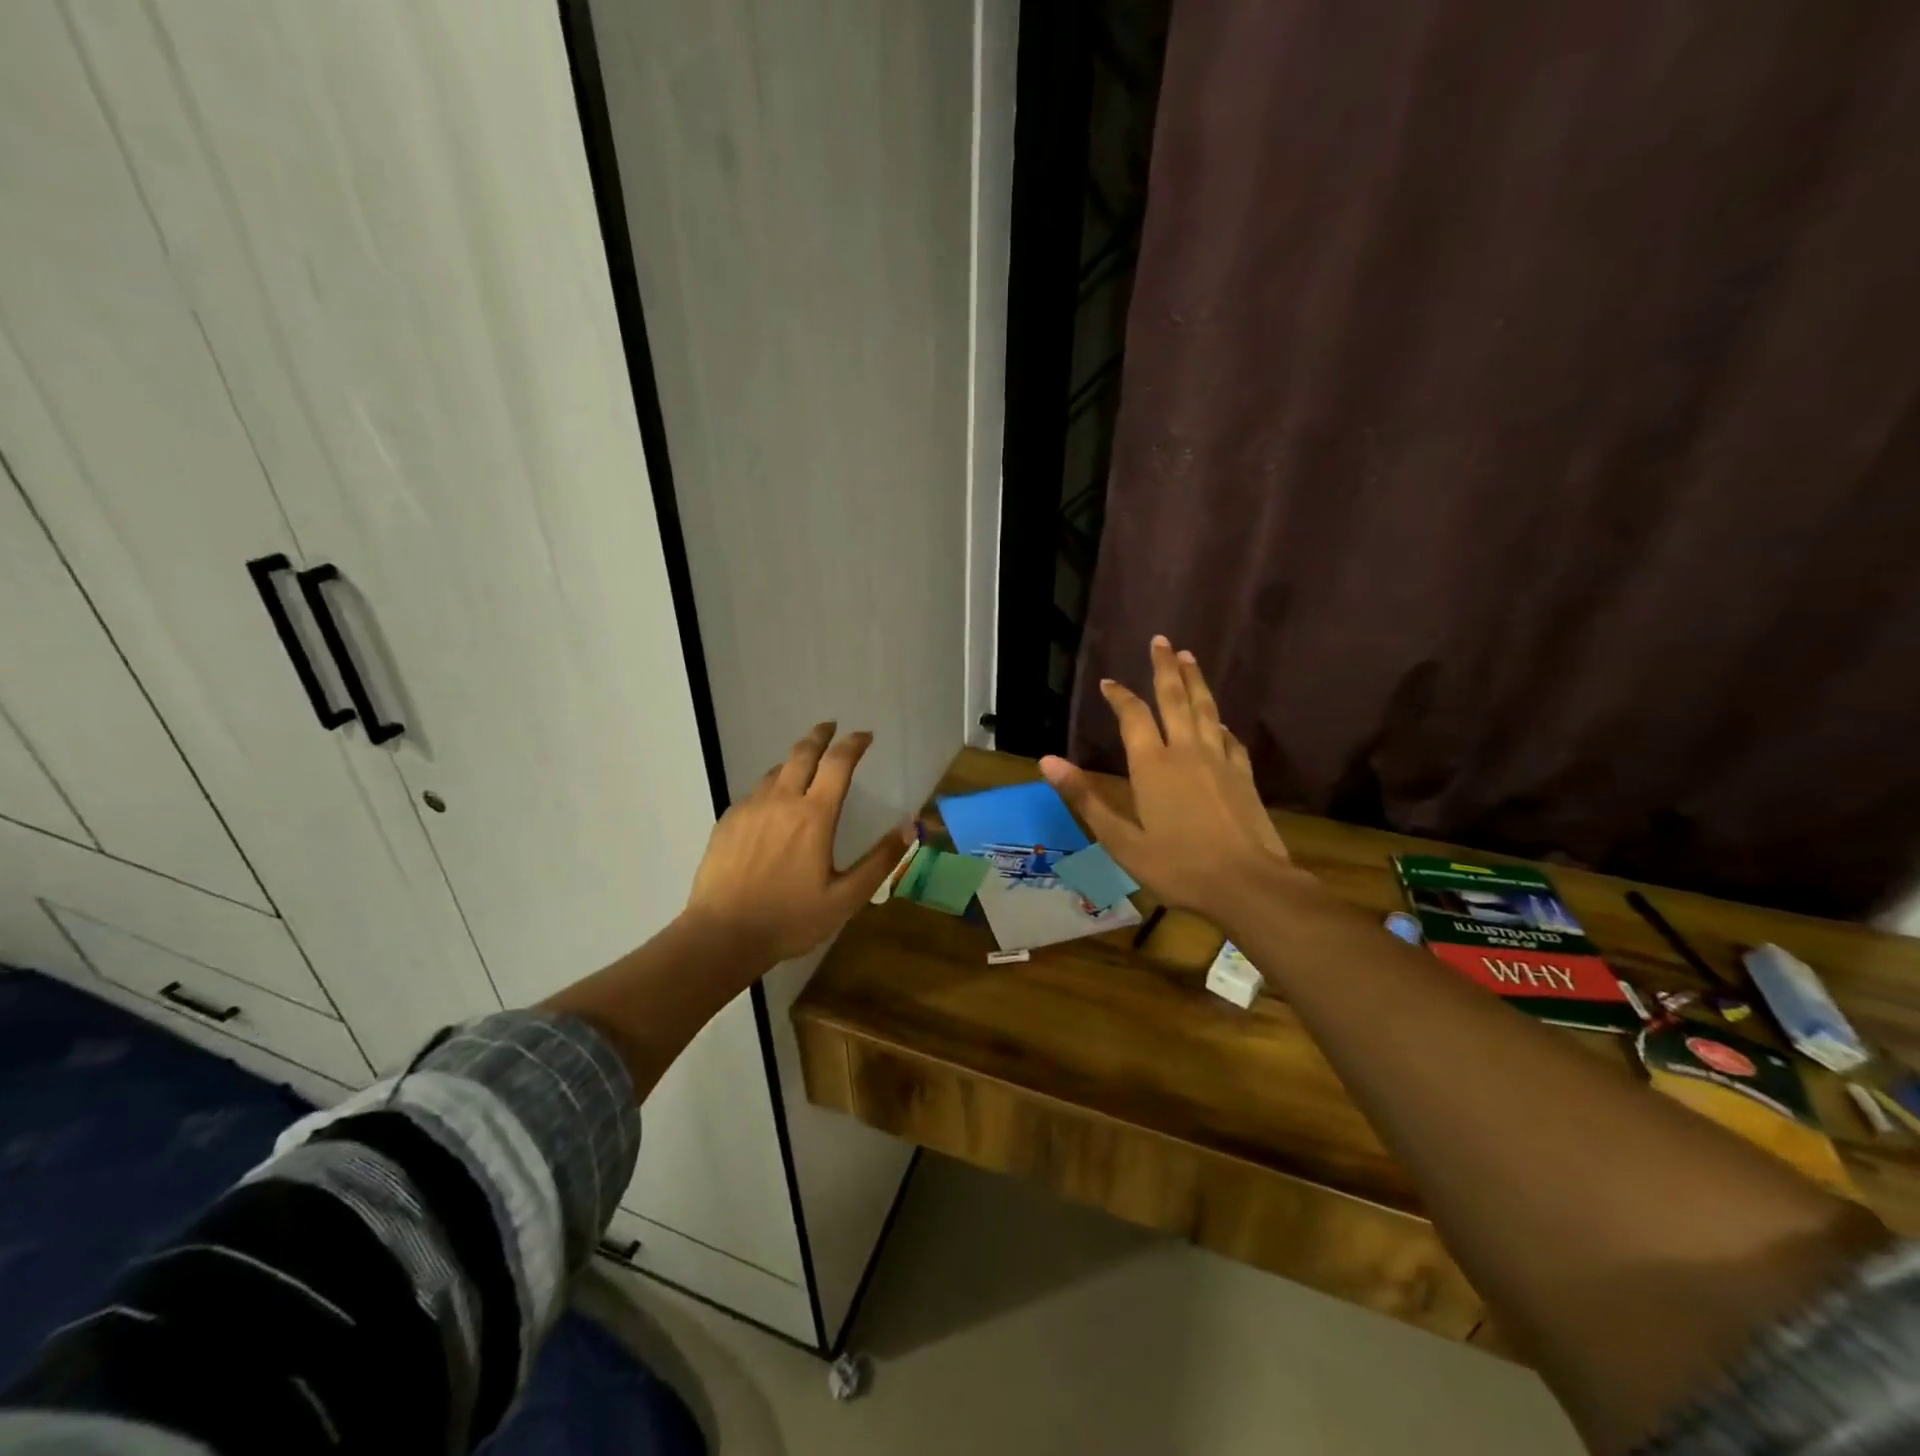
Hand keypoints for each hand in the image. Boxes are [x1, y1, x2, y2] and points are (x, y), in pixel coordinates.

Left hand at [684, 722, 911, 964]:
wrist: (722, 935)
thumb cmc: (790, 919)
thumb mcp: (846, 897)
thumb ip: (880, 860)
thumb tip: (910, 825)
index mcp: (814, 816)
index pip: (838, 763)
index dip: (853, 743)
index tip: (864, 735)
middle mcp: (781, 801)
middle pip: (802, 753)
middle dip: (820, 735)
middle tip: (830, 726)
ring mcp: (750, 809)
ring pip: (775, 771)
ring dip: (794, 761)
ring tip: (803, 766)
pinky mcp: (727, 822)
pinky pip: (754, 793)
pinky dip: (770, 787)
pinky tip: (771, 804)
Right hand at [1040, 637, 1314, 926]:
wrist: (1248, 884)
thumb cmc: (1178, 866)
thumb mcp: (1121, 840)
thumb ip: (1085, 798)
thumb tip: (1047, 761)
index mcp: (1152, 765)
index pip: (1133, 716)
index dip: (1120, 696)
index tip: (1109, 681)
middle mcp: (1186, 751)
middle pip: (1175, 698)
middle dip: (1165, 667)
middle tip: (1160, 641)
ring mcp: (1219, 760)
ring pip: (1206, 709)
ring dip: (1195, 680)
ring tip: (1188, 657)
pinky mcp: (1243, 775)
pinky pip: (1229, 738)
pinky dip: (1220, 723)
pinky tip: (1219, 721)